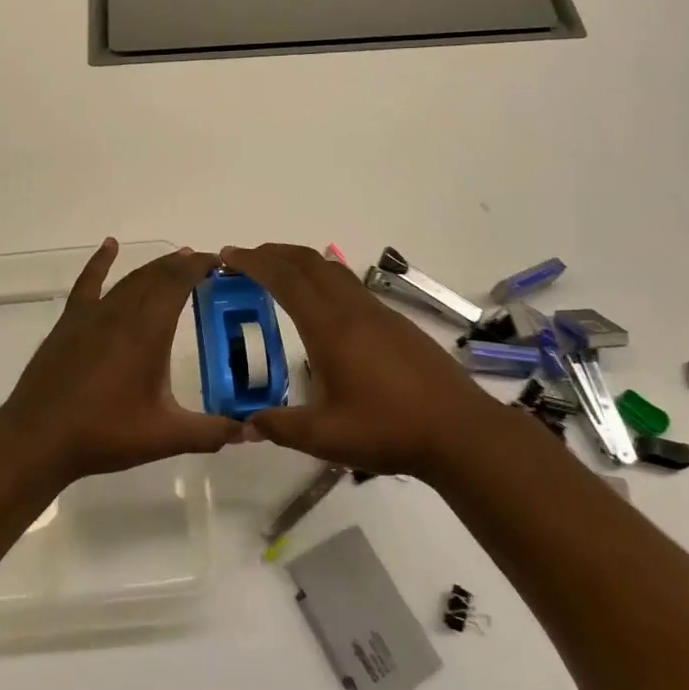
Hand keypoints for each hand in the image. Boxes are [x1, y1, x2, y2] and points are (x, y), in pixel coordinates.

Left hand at [0, 239, 241, 479]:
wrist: (39, 437)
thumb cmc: (105, 433)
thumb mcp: (166, 436)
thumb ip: (212, 432)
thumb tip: (253, 431)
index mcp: (148, 331)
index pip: (178, 282)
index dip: (199, 266)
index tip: (218, 261)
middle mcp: (122, 312)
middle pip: (156, 275)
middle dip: (181, 265)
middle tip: (203, 263)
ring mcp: (92, 315)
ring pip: (129, 279)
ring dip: (154, 267)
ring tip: (175, 260)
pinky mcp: (69, 322)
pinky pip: (88, 283)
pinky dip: (100, 262)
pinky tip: (110, 247)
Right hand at [219, 242, 520, 479]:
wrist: (460, 431)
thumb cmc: (389, 430)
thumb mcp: (325, 437)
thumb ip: (281, 427)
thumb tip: (246, 423)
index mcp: (330, 328)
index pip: (285, 280)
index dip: (253, 262)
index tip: (227, 255)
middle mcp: (353, 310)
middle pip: (308, 262)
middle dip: (273, 252)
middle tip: (245, 258)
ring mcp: (378, 313)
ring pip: (332, 270)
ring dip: (300, 263)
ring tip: (278, 273)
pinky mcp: (396, 324)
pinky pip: (350, 285)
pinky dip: (323, 278)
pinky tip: (322, 305)